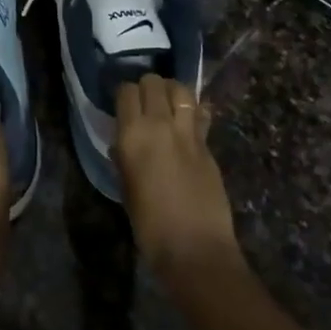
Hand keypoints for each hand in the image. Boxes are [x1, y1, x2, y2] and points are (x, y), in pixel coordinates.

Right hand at [114, 76, 240, 279]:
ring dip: (172, 91)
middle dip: (147, 87)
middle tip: (145, 102)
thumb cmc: (149, 225)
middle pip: (154, 82)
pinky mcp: (208, 144)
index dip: (124, 94)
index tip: (123, 105)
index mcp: (132, 135)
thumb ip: (124, 158)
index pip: (126, 91)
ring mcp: (188, 132)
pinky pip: (200, 113)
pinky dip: (193, 110)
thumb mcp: (126, 187)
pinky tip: (189, 120)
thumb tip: (122, 144)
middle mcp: (160, 124)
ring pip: (181, 89)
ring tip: (168, 103)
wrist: (194, 247)